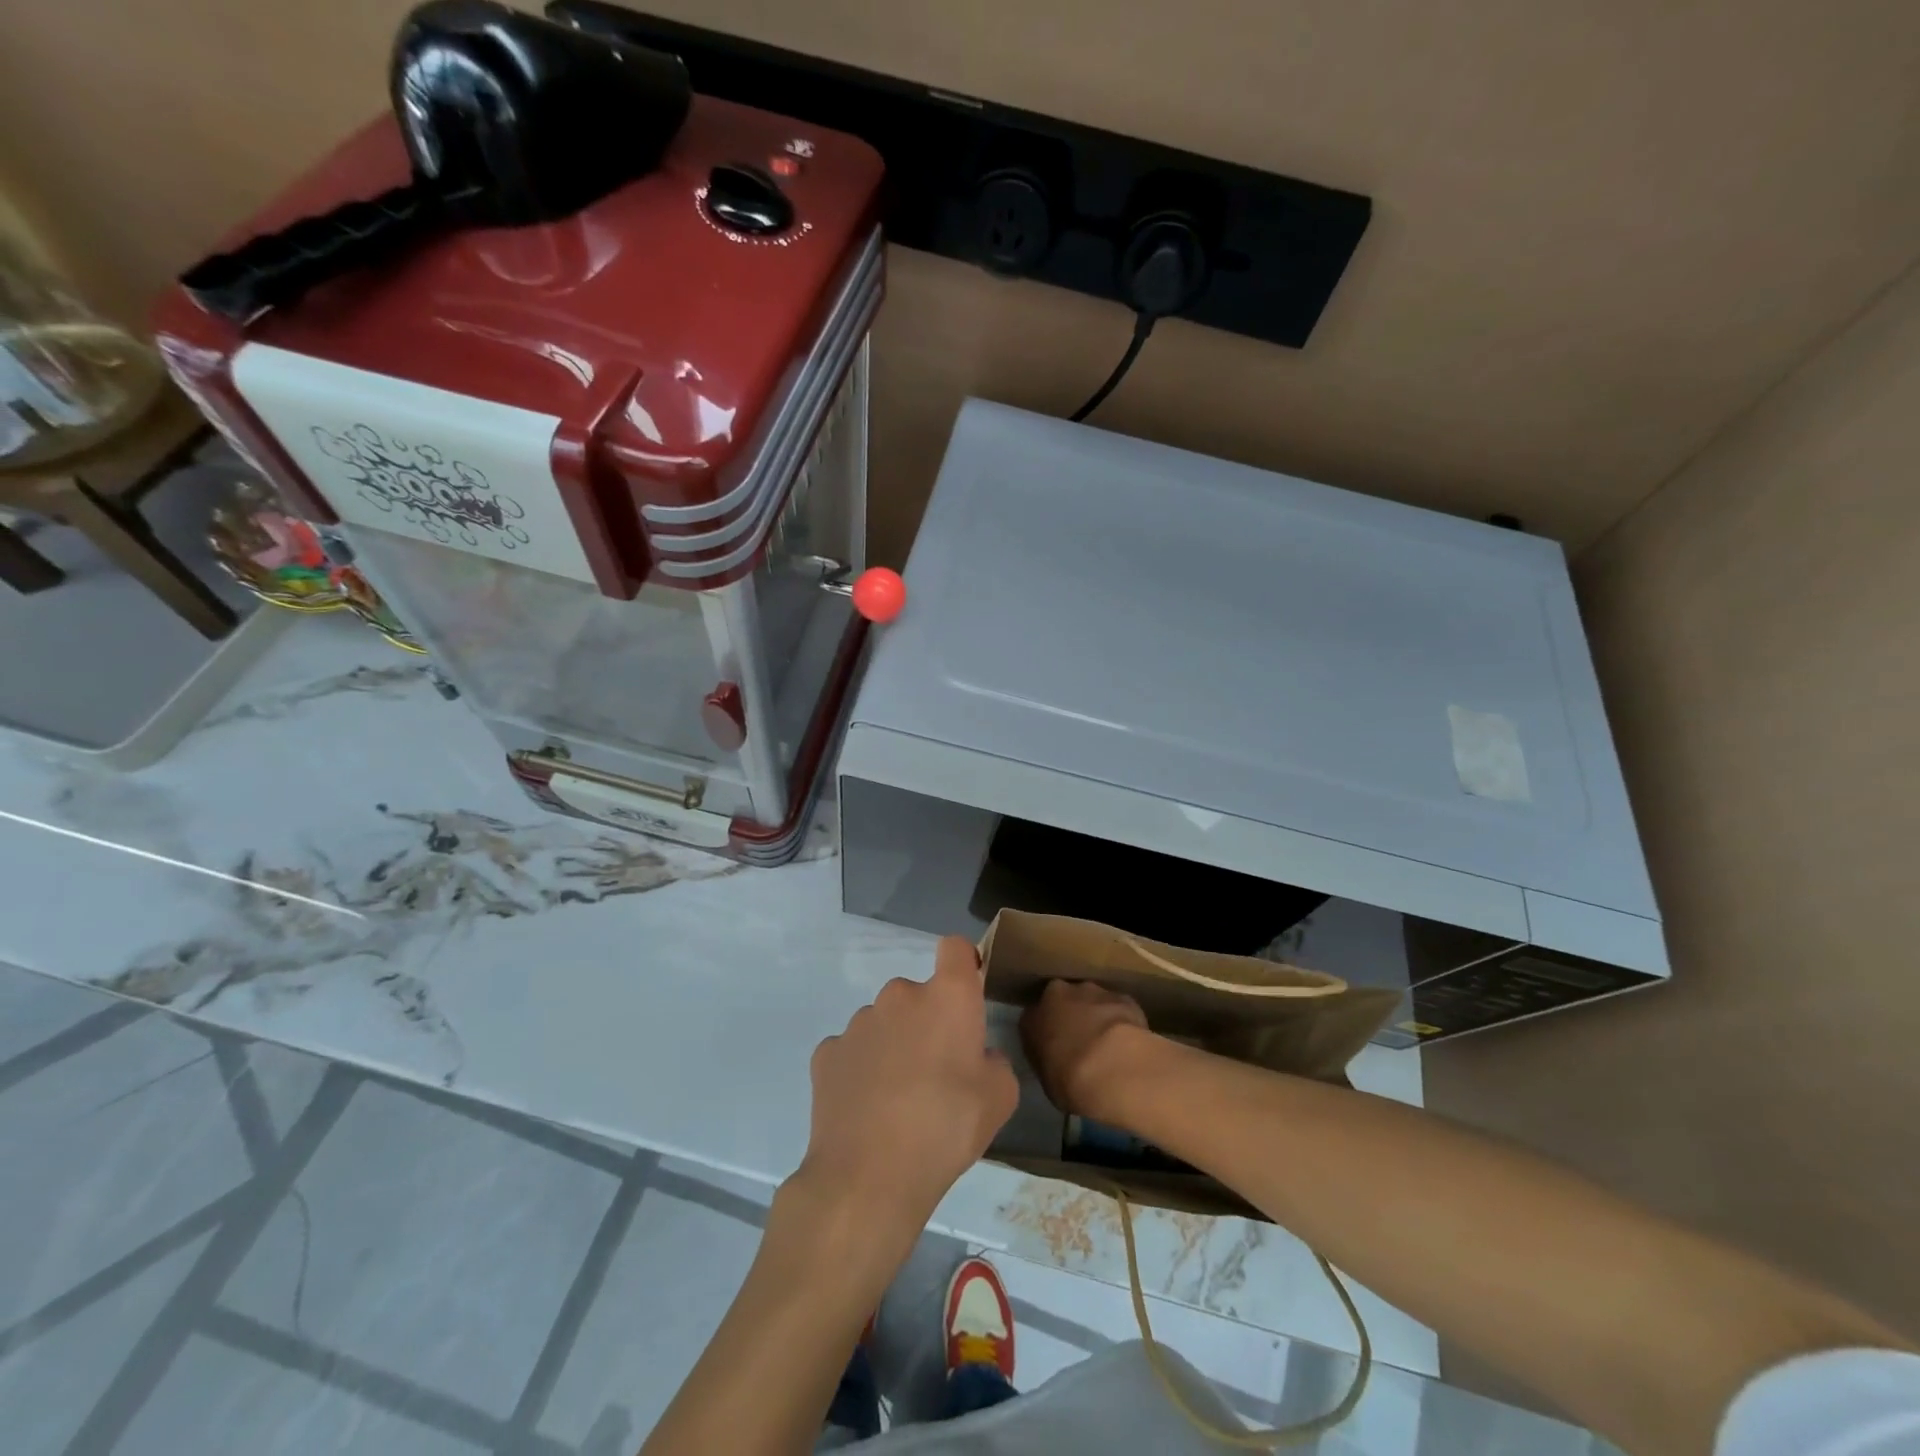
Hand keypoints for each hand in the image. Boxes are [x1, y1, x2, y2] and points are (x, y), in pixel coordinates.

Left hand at [791, 937, 1018, 1250]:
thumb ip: (994, 1062)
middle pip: (919, 995)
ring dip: (894, 1045)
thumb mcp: (1000, 1098)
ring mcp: (858, 1022)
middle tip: (937, 1073)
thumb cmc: (946, 1128)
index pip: (956, 948)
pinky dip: (861, 1069)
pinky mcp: (827, 1052)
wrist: (868, 1176)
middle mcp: (900, 995)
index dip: (964, 966)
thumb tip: (976, 1057)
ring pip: (884, 1022)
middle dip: (928, 1022)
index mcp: (947, 997)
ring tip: (898, 1099)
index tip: (967, 996)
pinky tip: (866, 1108)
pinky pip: (853, 1051)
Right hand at [1020, 979, 1153, 1118]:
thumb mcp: (1046, 1078)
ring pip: (1093, 1001)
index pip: (1035, 1017)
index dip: (1047, 1031)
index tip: (1056, 1047)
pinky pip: (1120, 1009)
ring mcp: (1094, 992)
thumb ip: (1048, 1057)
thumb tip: (1056, 1055)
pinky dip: (1123, 1022)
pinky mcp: (1124, 998)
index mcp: (1033, 1015)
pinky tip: (1130, 1044)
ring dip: (1099, 1017)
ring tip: (1111, 1046)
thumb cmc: (1069, 1081)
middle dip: (1073, 1016)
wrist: (1112, 1071)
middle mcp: (1060, 993)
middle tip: (1083, 1043)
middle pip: (1065, 1000)